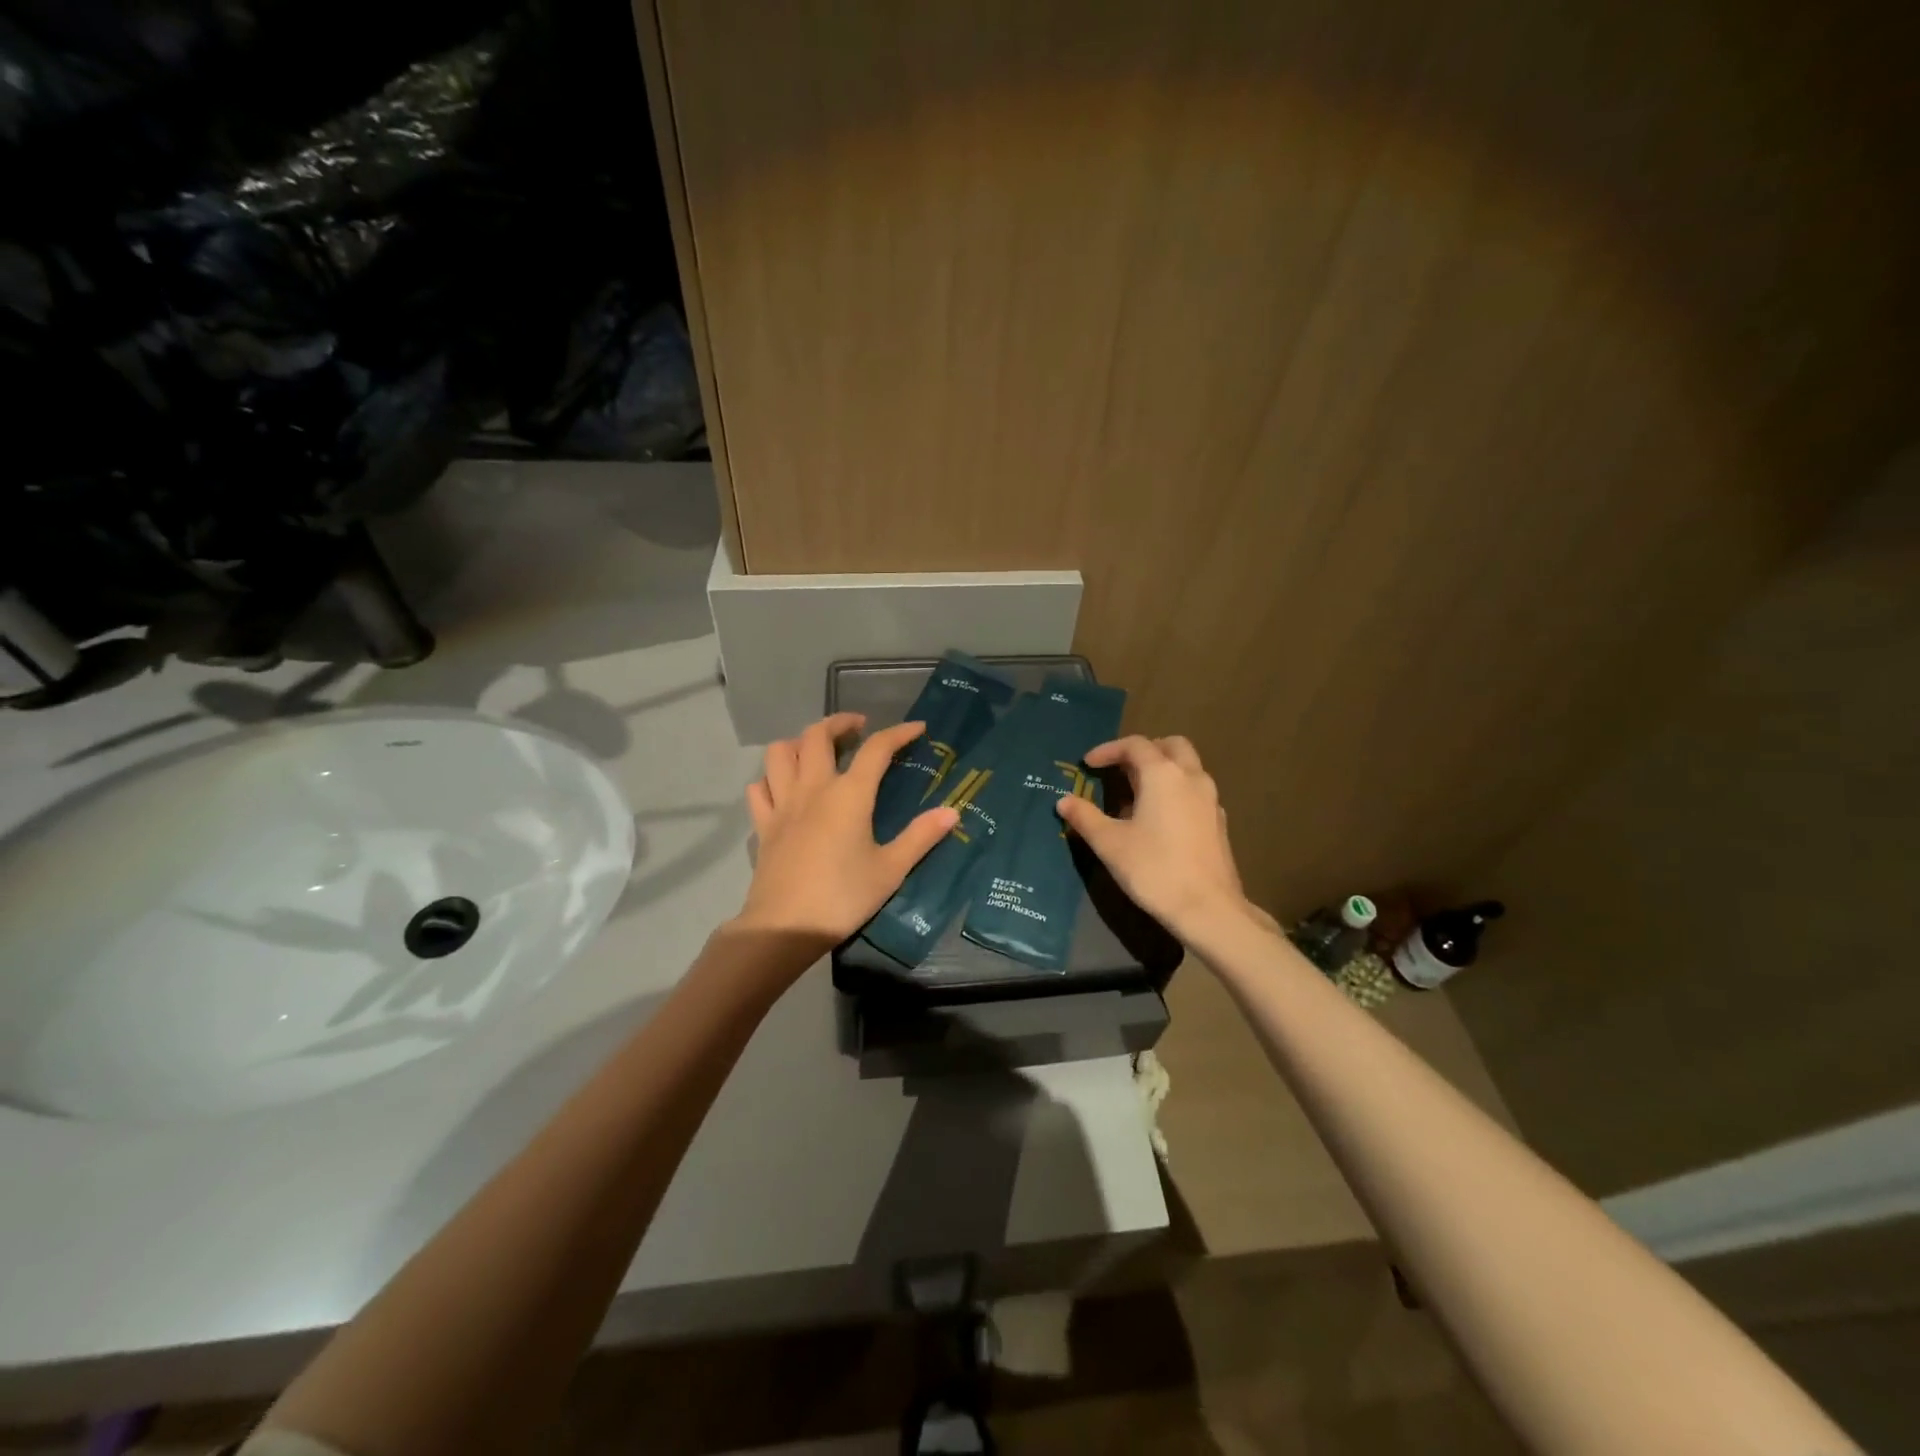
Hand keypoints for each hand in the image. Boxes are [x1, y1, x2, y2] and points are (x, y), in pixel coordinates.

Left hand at [734, 713, 958, 947]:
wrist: (784, 927)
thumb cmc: (843, 897)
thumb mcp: (891, 870)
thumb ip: (921, 836)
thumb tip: (952, 811)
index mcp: (849, 795)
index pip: (876, 749)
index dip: (898, 733)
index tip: (917, 728)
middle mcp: (813, 788)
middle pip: (817, 735)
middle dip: (839, 722)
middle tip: (858, 728)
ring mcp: (782, 804)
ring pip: (779, 753)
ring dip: (798, 742)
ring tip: (816, 750)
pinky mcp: (764, 826)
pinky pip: (759, 788)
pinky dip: (771, 779)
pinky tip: (784, 787)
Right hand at [1055, 734, 1260, 940]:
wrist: (1207, 908)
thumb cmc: (1153, 869)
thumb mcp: (1110, 843)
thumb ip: (1085, 817)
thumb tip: (1063, 801)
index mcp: (1163, 775)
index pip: (1135, 745)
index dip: (1108, 750)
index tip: (1088, 764)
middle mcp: (1191, 778)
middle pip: (1170, 746)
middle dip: (1143, 751)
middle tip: (1120, 769)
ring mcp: (1210, 799)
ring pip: (1187, 767)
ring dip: (1162, 769)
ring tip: (1135, 795)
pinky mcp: (1218, 821)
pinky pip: (1195, 790)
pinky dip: (1176, 790)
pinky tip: (1159, 818)